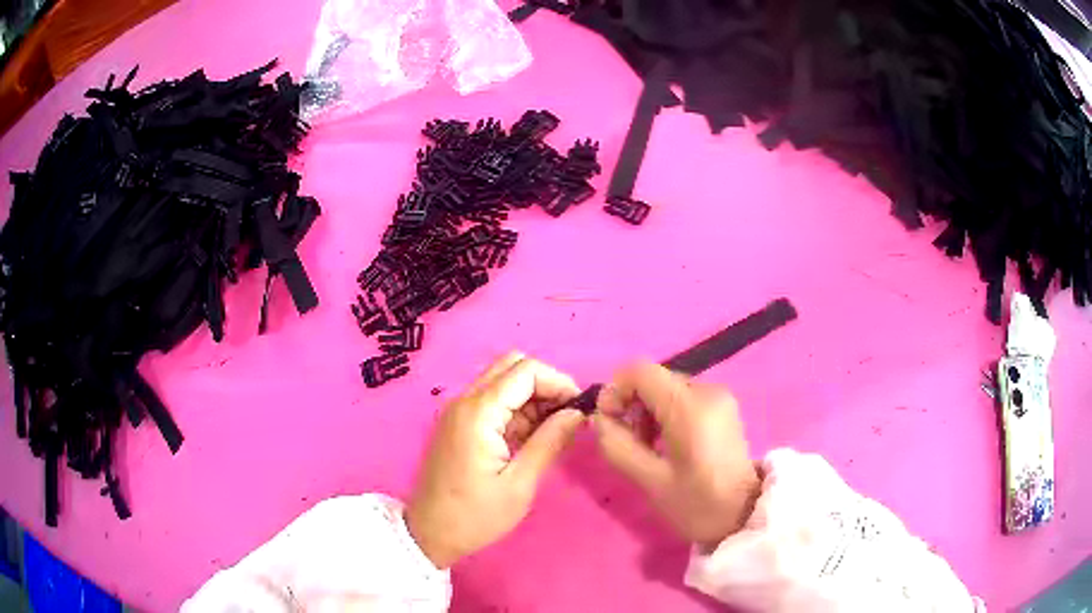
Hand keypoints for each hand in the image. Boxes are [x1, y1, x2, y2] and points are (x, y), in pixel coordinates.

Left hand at [405, 353, 583, 567]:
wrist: (430, 532)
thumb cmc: (475, 515)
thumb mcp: (520, 484)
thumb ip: (549, 442)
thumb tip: (578, 413)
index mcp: (478, 413)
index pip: (526, 371)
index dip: (559, 382)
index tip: (580, 409)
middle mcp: (465, 401)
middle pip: (512, 366)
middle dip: (546, 384)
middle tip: (568, 417)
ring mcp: (459, 410)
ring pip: (503, 380)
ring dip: (533, 396)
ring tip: (555, 430)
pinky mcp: (459, 422)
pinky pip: (493, 400)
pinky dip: (517, 408)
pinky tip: (533, 436)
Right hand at [592, 362, 760, 550]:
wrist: (745, 516)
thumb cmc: (698, 504)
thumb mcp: (650, 481)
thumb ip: (617, 446)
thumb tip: (599, 420)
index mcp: (689, 407)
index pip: (639, 370)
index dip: (615, 390)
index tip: (609, 423)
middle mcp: (707, 391)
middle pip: (654, 379)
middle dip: (632, 406)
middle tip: (629, 444)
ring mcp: (719, 398)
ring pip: (667, 389)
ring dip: (648, 412)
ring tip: (648, 448)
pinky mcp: (724, 408)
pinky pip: (684, 398)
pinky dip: (666, 414)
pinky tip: (668, 445)